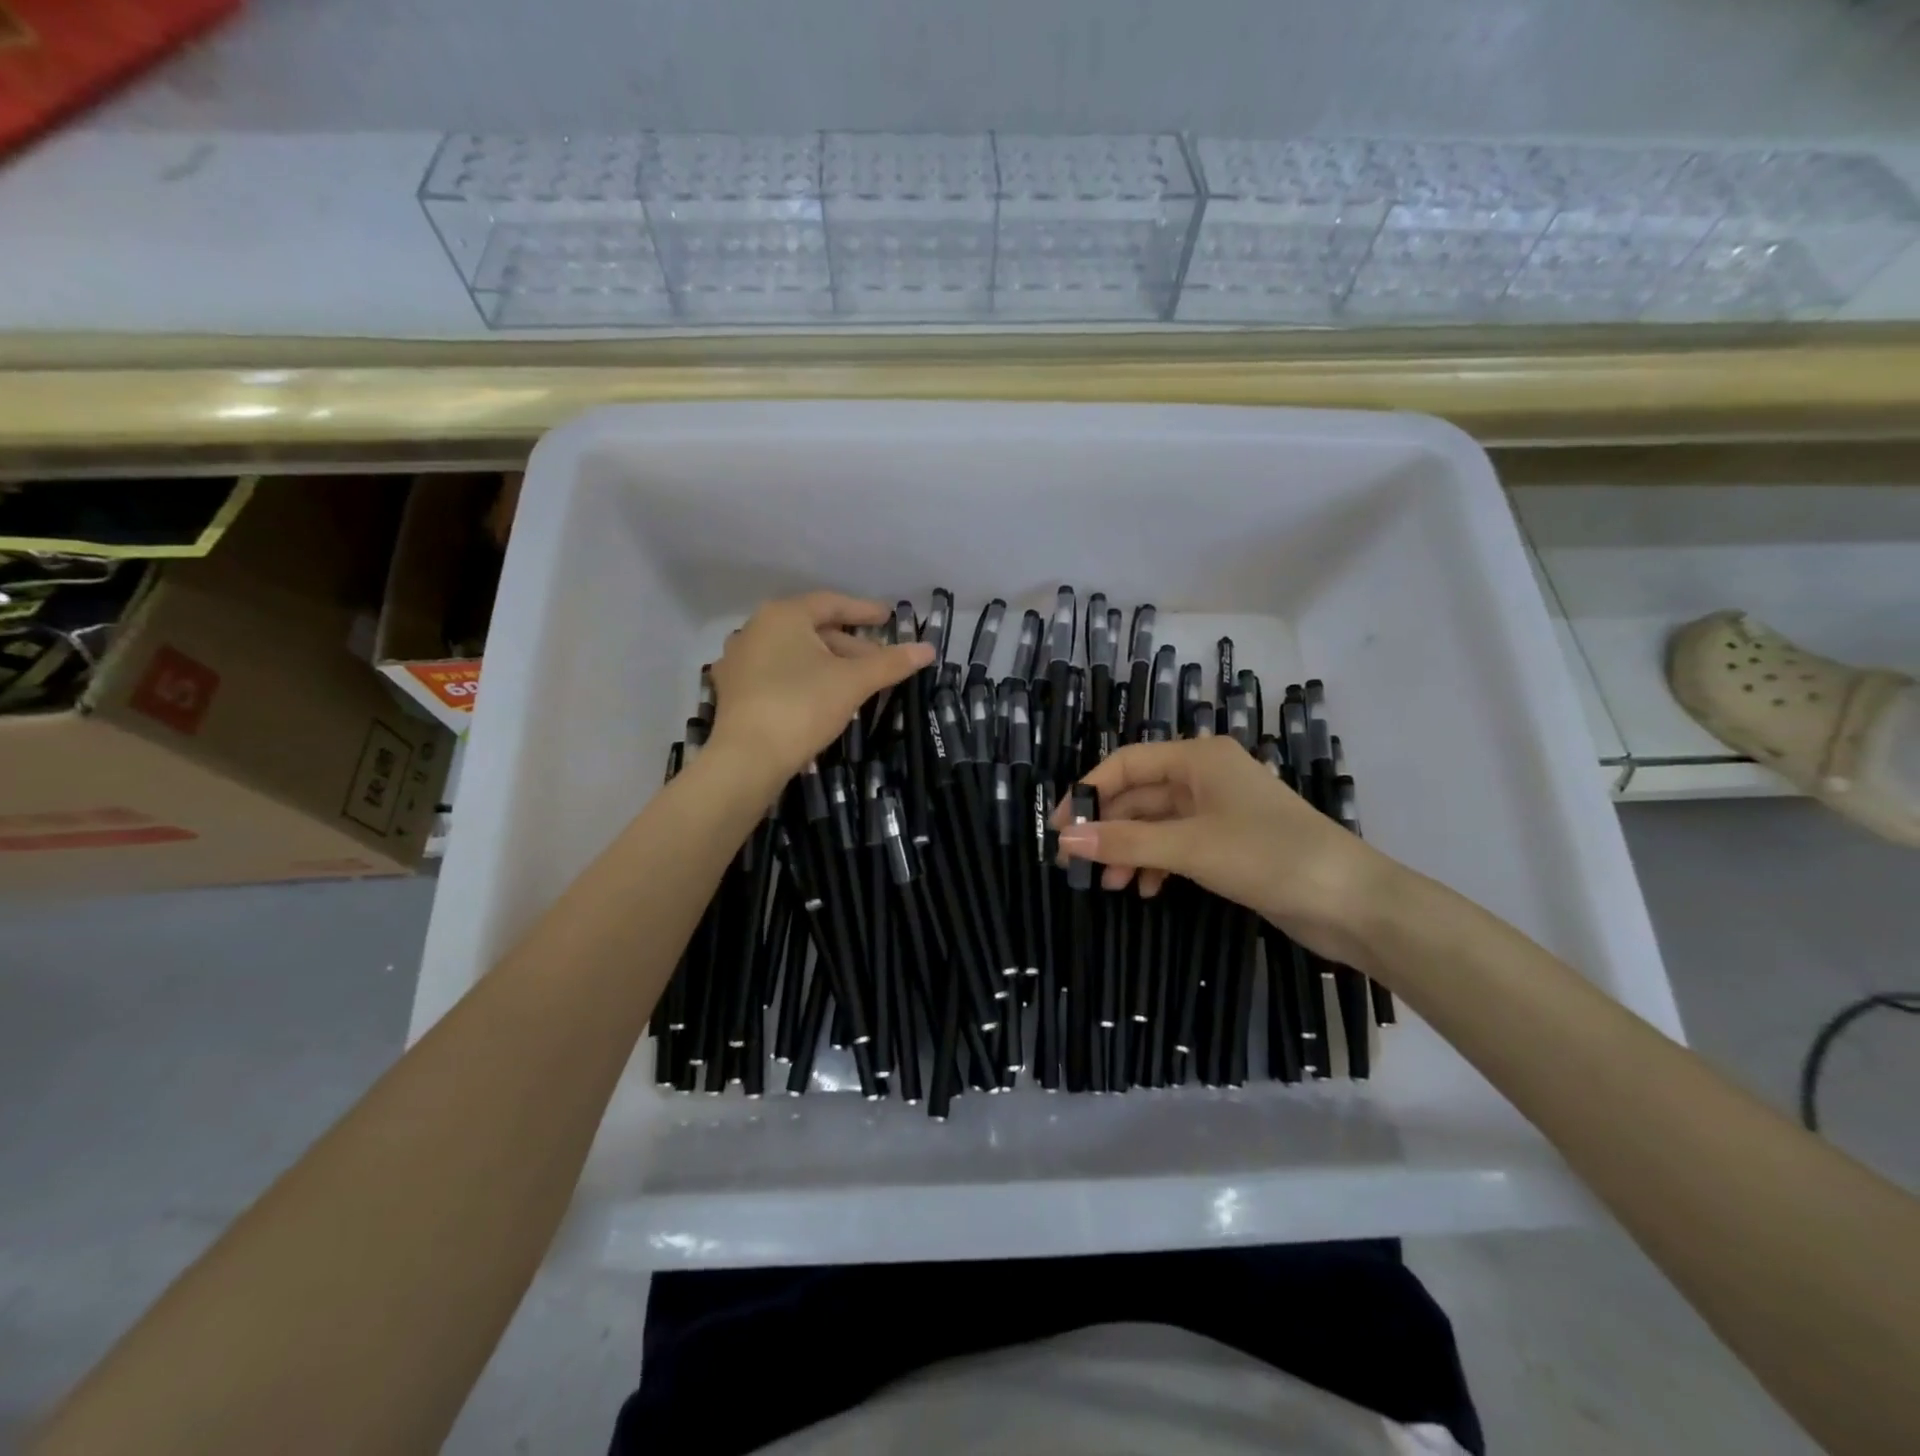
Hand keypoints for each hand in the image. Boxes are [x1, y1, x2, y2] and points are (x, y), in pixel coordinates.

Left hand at [708, 592, 932, 786]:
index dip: (864, 611)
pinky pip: (777, 673)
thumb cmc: (802, 706)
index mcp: (783, 615)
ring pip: (795, 653)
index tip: (889, 618)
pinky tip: (821, 695)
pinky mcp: (734, 690)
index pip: (832, 603)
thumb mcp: (853, 682)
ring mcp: (739, 660)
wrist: (747, 758)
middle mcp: (755, 629)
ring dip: (828, 662)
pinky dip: (804, 677)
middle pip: (813, 629)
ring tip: (856, 680)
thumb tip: (928, 649)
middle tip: (879, 660)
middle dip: (850, 644)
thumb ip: (891, 662)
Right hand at [1055, 737, 1405, 974]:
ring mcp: (1219, 810)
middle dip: (1110, 828)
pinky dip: (1157, 863)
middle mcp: (1205, 776)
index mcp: (1198, 758)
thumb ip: (1125, 841)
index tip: (1060, 829)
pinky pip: (1177, 845)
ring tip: (1113, 886)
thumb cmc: (1268, 856)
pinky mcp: (1229, 843)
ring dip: (1131, 850)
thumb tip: (1065, 839)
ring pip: (1156, 823)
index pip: (1125, 764)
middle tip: (1080, 865)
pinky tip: (1147, 889)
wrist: (1352, 902)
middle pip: (1139, 795)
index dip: (1088, 792)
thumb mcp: (1189, 847)